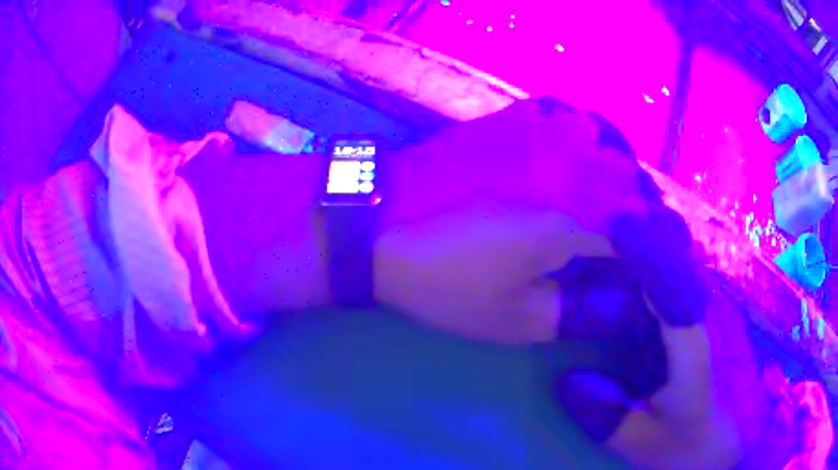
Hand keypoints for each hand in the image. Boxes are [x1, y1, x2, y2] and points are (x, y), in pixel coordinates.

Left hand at [374, 98, 657, 342]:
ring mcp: (537, 130)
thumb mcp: (515, 320)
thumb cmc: (444, 279)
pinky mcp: (509, 119)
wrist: (378, 225)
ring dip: (613, 166)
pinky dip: (580, 134)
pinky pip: (564, 114)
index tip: (645, 268)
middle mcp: (568, 162)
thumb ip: (577, 313)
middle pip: (630, 179)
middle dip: (637, 209)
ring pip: (603, 137)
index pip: (640, 231)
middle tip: (624, 237)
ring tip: (602, 193)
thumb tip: (619, 305)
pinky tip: (570, 154)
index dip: (649, 252)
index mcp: (575, 216)